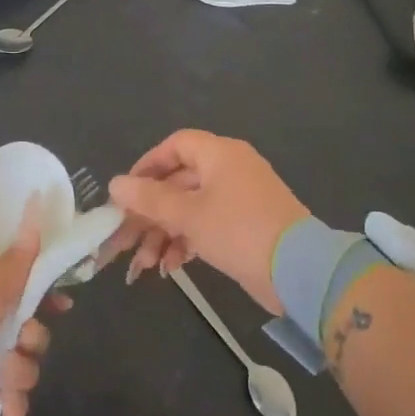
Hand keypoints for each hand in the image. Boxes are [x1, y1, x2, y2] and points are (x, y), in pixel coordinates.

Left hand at [0, 212, 66, 415]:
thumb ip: (20, 259)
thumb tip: (36, 204)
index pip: (21, 286)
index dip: (44, 297)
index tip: (61, 308)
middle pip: (23, 328)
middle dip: (32, 339)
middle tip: (22, 343)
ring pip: (15, 364)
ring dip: (20, 373)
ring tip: (4, 380)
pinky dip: (7, 403)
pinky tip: (6, 407)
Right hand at [108, 131, 308, 314]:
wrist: (299, 270)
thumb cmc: (238, 230)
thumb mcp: (188, 214)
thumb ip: (149, 199)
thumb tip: (115, 183)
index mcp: (220, 154)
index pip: (175, 145)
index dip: (147, 165)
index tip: (125, 192)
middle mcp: (230, 169)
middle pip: (178, 182)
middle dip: (150, 213)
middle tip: (125, 240)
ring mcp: (240, 199)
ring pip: (191, 208)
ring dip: (165, 233)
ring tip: (146, 265)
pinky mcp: (246, 226)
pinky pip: (208, 226)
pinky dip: (188, 242)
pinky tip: (171, 268)